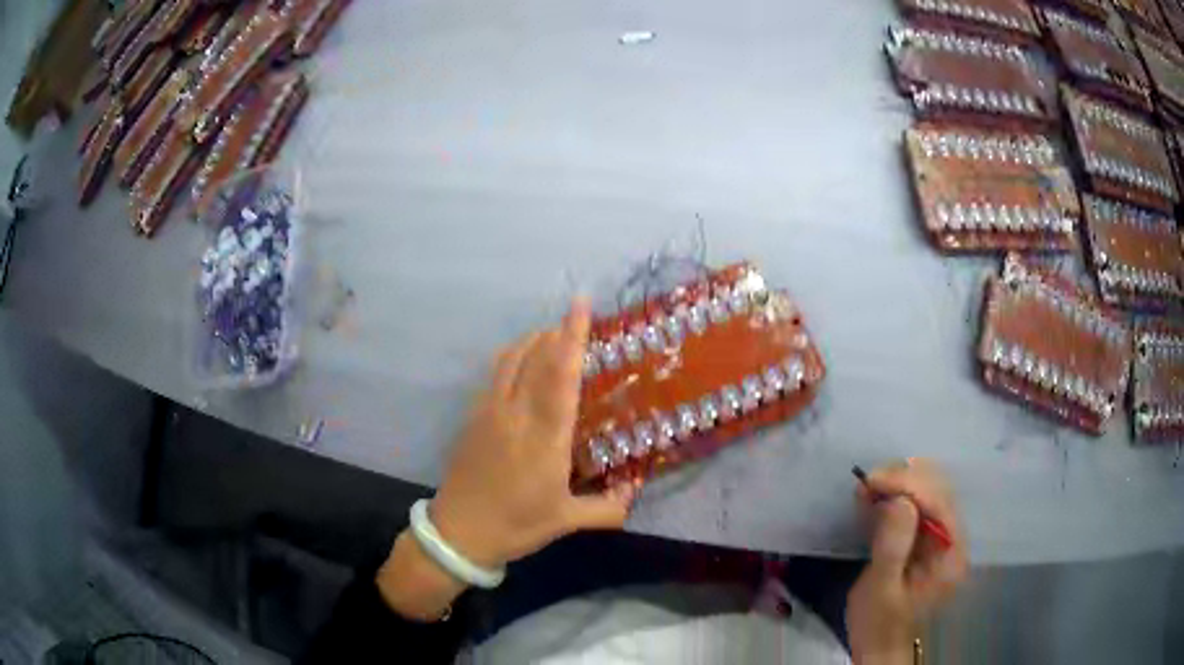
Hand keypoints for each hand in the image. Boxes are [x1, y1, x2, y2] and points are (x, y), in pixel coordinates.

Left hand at [430, 298, 635, 567]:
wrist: (460, 532)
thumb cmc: (517, 525)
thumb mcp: (567, 521)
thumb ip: (608, 506)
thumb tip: (635, 488)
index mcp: (545, 439)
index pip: (561, 377)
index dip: (572, 338)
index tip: (581, 306)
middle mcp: (516, 415)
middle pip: (536, 359)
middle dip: (556, 332)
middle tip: (574, 318)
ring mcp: (490, 412)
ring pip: (510, 360)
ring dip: (532, 340)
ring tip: (550, 336)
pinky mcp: (473, 417)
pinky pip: (494, 374)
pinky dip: (512, 357)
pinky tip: (521, 364)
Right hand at [846, 459, 967, 664]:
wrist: (879, 645)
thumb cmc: (879, 623)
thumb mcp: (881, 589)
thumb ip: (892, 547)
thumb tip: (898, 500)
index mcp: (951, 554)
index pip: (938, 503)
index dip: (907, 485)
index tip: (871, 481)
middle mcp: (954, 538)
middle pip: (938, 490)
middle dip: (903, 479)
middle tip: (867, 483)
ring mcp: (942, 536)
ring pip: (928, 491)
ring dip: (898, 484)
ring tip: (867, 489)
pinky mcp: (926, 537)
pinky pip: (916, 504)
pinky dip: (895, 496)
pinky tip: (875, 498)